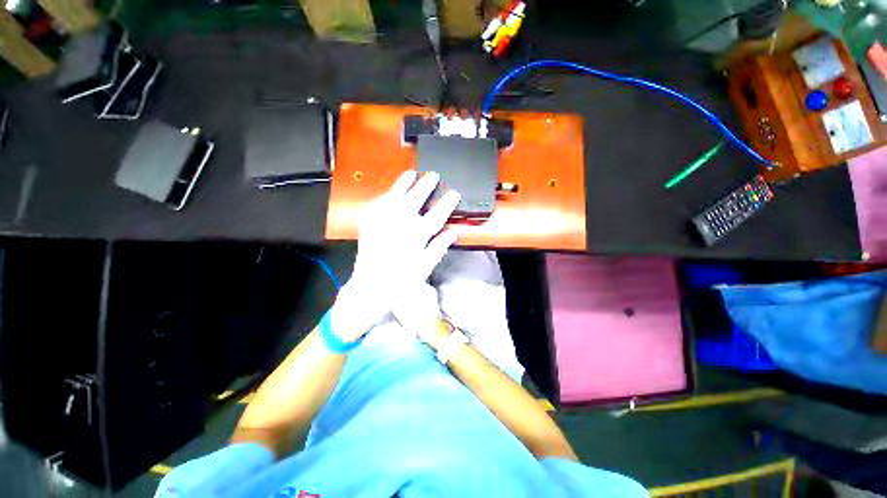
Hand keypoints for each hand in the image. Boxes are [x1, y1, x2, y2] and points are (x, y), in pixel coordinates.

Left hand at [330, 171, 460, 340]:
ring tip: (410, 173)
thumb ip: (439, 247)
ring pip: (395, 196)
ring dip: (403, 183)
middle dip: (426, 185)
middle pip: (416, 198)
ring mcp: (382, 221)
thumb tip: (453, 232)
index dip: (447, 202)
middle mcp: (400, 224)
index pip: (437, 214)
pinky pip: (376, 204)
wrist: (371, 287)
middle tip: (434, 175)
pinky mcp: (369, 224)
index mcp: (417, 235)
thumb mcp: (425, 267)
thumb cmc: (402, 280)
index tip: (455, 193)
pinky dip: (383, 196)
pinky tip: (388, 192)